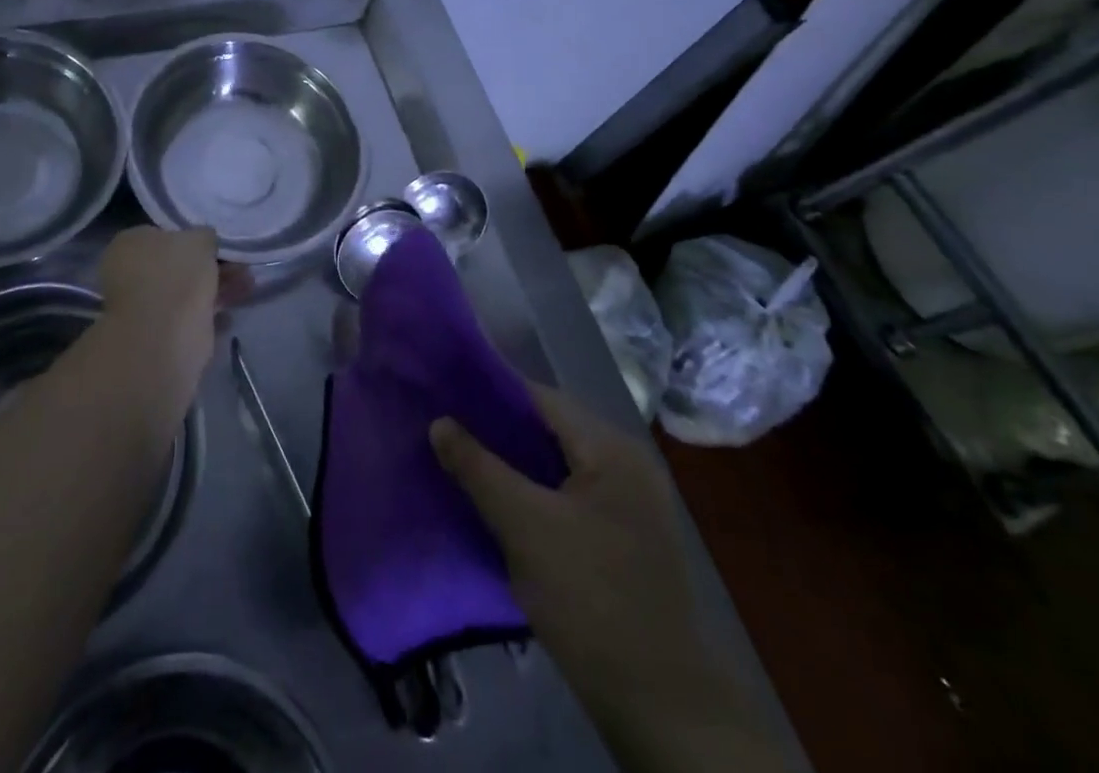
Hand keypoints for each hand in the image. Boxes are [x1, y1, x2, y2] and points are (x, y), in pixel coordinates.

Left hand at [96, 226, 249, 385]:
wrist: (165, 336)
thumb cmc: (176, 275)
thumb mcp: (199, 239)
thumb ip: (204, 236)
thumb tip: (204, 240)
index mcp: (130, 244)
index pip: (163, 234)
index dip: (192, 237)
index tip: (218, 244)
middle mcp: (130, 273)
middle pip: (178, 264)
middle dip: (211, 264)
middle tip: (240, 265)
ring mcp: (143, 305)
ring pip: (187, 290)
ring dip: (217, 286)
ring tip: (248, 285)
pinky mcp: (159, 333)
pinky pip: (190, 316)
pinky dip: (210, 313)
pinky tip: (231, 314)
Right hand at [431, 387, 788, 772]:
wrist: (659, 704)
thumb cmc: (590, 598)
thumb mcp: (523, 527)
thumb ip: (478, 468)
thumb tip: (439, 422)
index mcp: (612, 448)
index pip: (540, 398)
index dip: (490, 393)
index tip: (446, 395)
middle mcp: (627, 463)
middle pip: (550, 429)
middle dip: (499, 430)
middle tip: (449, 431)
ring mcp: (631, 502)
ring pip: (558, 464)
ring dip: (515, 464)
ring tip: (466, 464)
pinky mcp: (625, 537)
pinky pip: (570, 494)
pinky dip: (536, 492)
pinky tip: (502, 504)